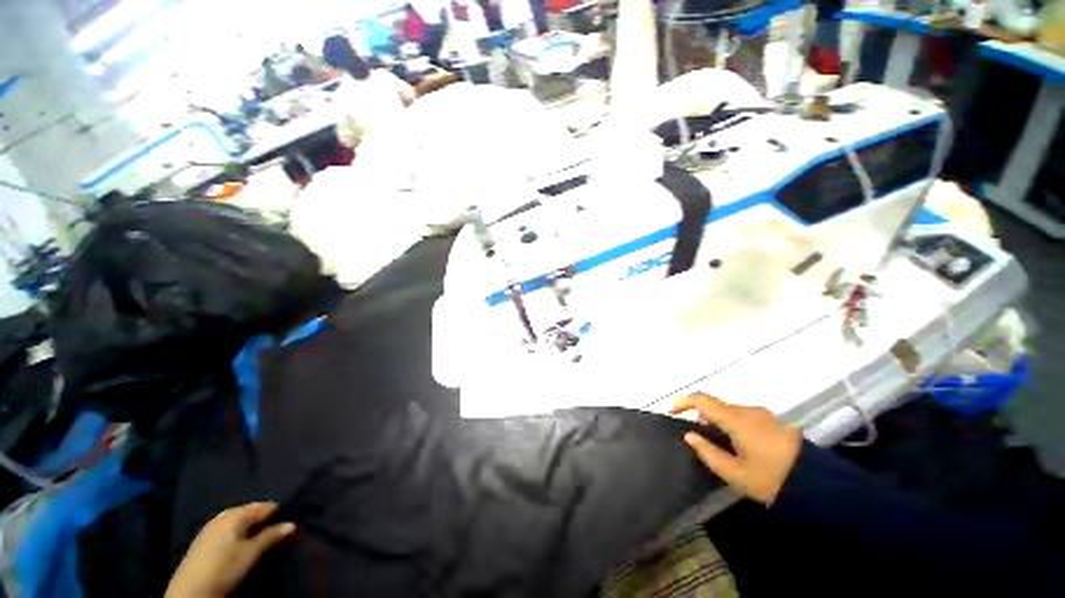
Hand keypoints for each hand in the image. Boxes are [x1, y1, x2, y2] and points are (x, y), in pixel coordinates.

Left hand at [166, 502, 295, 597]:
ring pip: (238, 520)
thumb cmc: (225, 567)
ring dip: (250, 525)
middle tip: (277, 527)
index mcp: (236, 513)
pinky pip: (228, 527)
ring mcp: (211, 526)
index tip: (290, 518)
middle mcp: (223, 514)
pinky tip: (242, 541)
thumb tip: (292, 524)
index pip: (264, 506)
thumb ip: (271, 536)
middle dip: (263, 518)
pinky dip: (238, 531)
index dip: (278, 512)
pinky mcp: (204, 538)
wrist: (190, 590)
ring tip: (262, 535)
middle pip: (250, 511)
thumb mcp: (251, 553)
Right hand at [672, 393, 801, 504]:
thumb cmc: (772, 480)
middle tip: (697, 434)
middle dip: (701, 414)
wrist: (821, 485)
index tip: (672, 411)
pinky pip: (745, 416)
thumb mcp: (735, 474)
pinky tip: (739, 443)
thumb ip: (708, 452)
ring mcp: (764, 414)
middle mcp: (748, 410)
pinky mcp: (774, 421)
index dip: (683, 401)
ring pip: (731, 410)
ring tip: (718, 443)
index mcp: (736, 420)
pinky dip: (733, 423)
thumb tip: (689, 435)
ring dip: (718, 419)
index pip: (702, 399)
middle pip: (716, 404)